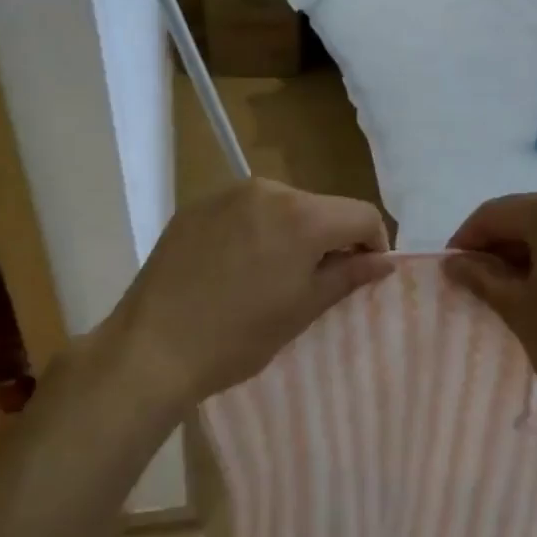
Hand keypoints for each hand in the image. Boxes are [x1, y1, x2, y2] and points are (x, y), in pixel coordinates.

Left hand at [92, 178, 392, 408]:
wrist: (151, 347)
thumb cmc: (238, 336)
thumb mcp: (303, 309)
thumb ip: (349, 276)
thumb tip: (385, 261)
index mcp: (302, 214)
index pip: (361, 214)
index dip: (373, 244)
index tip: (361, 275)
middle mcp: (268, 189)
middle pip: (321, 207)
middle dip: (329, 239)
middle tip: (313, 283)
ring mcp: (227, 193)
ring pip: (282, 206)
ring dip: (291, 233)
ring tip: (269, 276)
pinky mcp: (197, 206)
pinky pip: (244, 210)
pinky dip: (255, 231)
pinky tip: (235, 267)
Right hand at [443, 188, 536, 444]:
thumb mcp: (517, 308)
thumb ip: (481, 276)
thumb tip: (454, 262)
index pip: (496, 214)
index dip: (467, 238)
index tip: (451, 267)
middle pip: (531, 215)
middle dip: (501, 244)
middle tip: (481, 280)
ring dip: (534, 251)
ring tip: (518, 288)